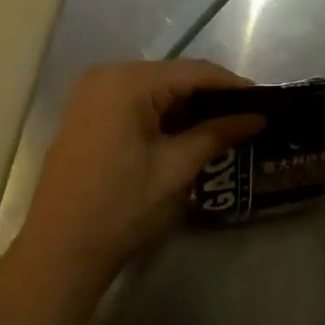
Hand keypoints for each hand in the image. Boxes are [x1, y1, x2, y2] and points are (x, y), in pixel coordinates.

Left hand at [11, 61, 262, 295]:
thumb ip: (217, 134)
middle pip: (173, 76)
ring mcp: (91, 95)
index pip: (193, 72)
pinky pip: (135, 102)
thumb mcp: (175, 170)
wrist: (58, 252)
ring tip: (227, 124)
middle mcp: (106, 76)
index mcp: (127, 82)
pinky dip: (163, 115)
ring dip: (188, 106)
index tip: (266, 101)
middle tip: (249, 115)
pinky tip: (188, 132)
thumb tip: (258, 117)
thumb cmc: (120, 208)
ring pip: (155, 89)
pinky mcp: (86, 115)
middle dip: (212, 96)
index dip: (233, 85)